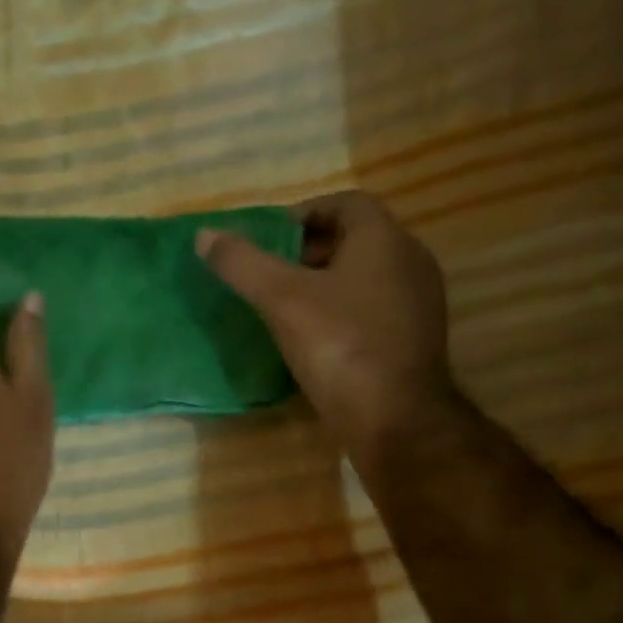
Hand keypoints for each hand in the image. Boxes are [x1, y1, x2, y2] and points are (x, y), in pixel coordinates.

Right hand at [197, 190, 453, 469]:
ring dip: (326, 282)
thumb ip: (242, 264)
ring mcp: (418, 303)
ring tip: (286, 305)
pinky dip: (343, 310)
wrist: (396, 420)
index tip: (269, 238)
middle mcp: (410, 261)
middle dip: (310, 249)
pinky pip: (374, 308)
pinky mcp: (415, 340)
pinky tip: (315, 337)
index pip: (346, 202)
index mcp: (384, 239)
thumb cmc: (341, 346)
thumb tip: (204, 235)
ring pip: (366, 276)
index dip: (304, 213)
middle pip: (356, 239)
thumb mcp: (282, 300)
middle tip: (271, 272)